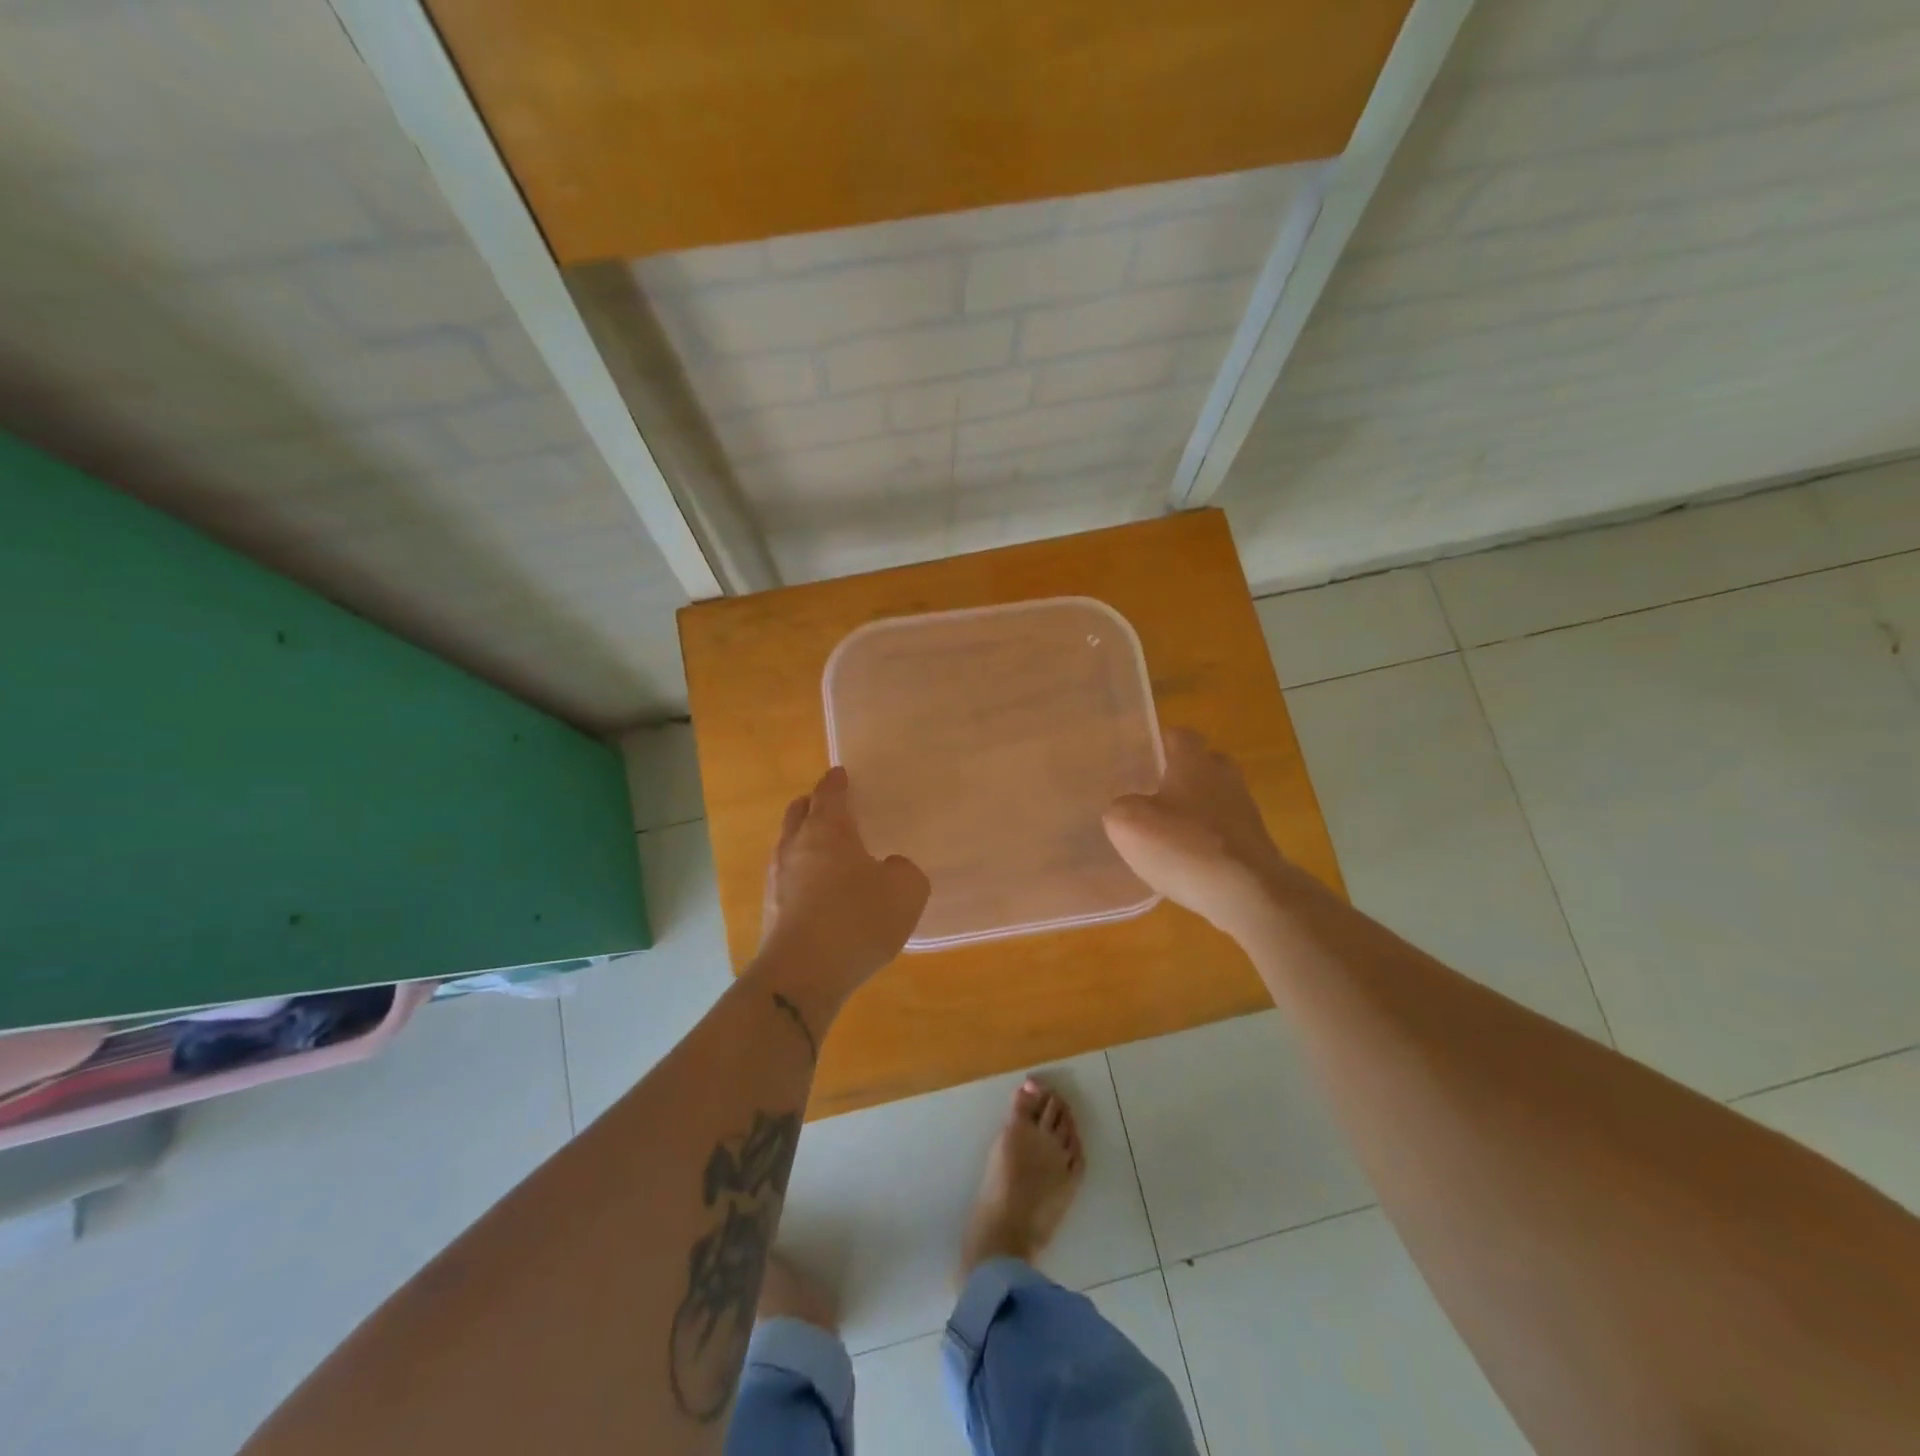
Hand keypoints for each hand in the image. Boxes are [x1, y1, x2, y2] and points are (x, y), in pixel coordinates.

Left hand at [757, 767, 929, 1000]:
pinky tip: (819, 893)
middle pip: (798, 813)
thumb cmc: (857, 919)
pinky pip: (787, 880)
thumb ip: (904, 870)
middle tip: (830, 807)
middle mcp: (795, 847)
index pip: (829, 794)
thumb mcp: (906, 890)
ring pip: (788, 846)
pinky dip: (801, 876)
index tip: (840, 774)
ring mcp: (777, 880)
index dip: (836, 782)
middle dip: (812, 805)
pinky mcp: (770, 912)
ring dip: (804, 841)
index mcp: (827, 830)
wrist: (802, 975)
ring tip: (826, 851)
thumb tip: (889, 868)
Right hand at [1103, 728, 1304, 939]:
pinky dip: (1207, 839)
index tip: (1142, 757)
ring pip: (1214, 798)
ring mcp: (1245, 810)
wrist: (1248, 894)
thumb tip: (1126, 808)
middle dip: (1180, 776)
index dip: (1159, 743)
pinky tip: (1187, 862)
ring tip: (1166, 833)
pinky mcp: (1254, 842)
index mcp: (1194, 762)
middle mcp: (1224, 776)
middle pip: (1202, 764)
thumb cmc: (1185, 846)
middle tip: (1153, 795)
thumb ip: (1120, 808)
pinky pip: (1224, 830)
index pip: (1179, 735)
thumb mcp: (1128, 824)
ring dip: (1194, 810)